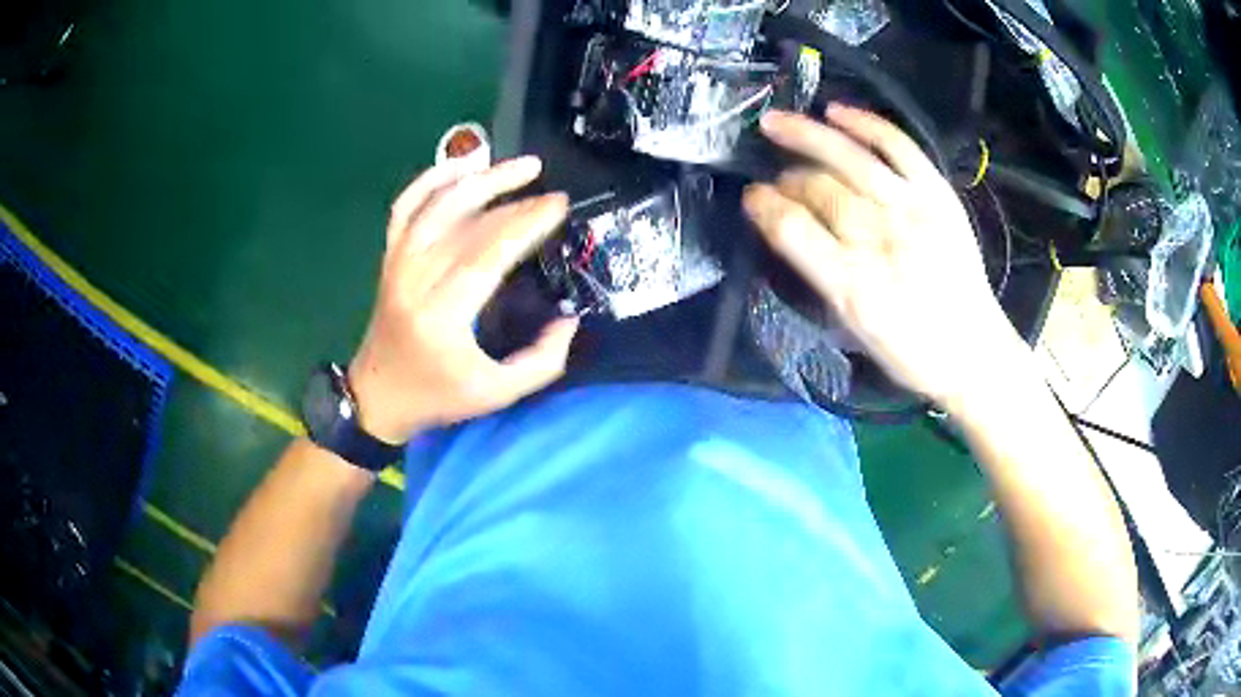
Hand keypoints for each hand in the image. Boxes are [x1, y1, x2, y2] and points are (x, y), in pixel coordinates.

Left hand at [347, 156, 578, 442]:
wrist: (379, 396)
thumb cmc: (437, 397)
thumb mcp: (497, 393)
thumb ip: (541, 361)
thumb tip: (570, 319)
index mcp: (442, 315)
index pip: (487, 253)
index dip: (525, 223)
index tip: (558, 206)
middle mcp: (415, 279)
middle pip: (467, 223)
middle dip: (514, 199)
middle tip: (552, 191)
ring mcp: (398, 263)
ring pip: (437, 204)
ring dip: (479, 178)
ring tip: (519, 166)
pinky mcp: (390, 256)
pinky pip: (405, 206)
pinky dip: (431, 179)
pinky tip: (462, 165)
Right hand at [743, 105, 1024, 408]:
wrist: (973, 350)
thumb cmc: (911, 351)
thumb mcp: (855, 330)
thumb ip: (820, 275)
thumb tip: (787, 226)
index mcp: (855, 288)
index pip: (795, 231)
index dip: (766, 207)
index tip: (751, 198)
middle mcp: (883, 241)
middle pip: (821, 191)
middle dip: (788, 180)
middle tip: (774, 179)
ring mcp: (914, 211)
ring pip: (852, 161)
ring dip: (809, 136)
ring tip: (775, 122)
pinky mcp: (938, 194)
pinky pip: (898, 147)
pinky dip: (866, 124)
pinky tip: (836, 112)